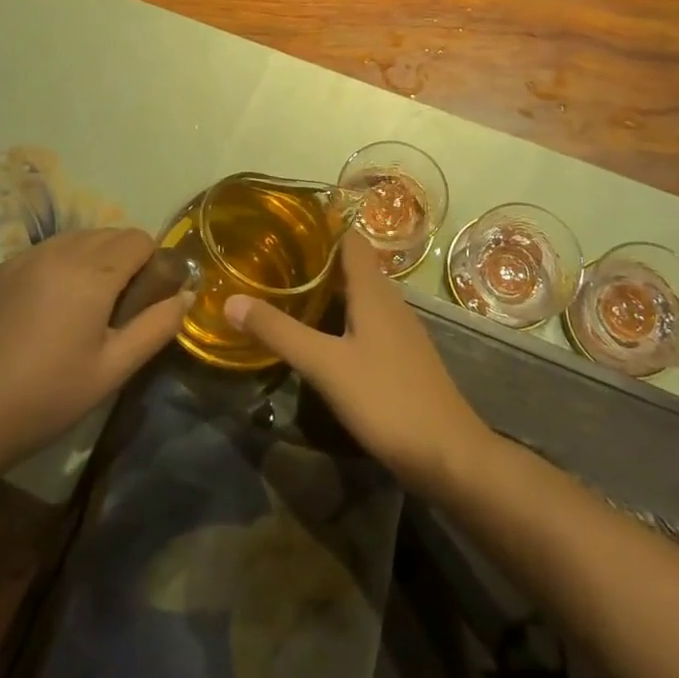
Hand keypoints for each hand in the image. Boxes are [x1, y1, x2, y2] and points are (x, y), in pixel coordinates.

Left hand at [0, 228, 186, 467]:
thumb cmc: (42, 399)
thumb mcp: (112, 370)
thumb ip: (157, 327)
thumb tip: (186, 295)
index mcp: (90, 272)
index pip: (139, 238)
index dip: (152, 263)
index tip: (146, 300)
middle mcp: (56, 253)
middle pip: (108, 234)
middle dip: (123, 260)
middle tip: (115, 310)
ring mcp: (18, 260)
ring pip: (73, 241)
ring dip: (90, 261)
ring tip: (79, 311)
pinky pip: (40, 255)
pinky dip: (55, 269)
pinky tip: (40, 316)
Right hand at [224, 233, 492, 494]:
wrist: (447, 454)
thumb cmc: (386, 398)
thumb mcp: (324, 364)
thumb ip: (279, 332)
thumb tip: (231, 300)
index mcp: (374, 290)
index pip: (348, 238)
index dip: (320, 226)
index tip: (282, 223)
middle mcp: (390, 300)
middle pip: (352, 265)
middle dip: (315, 259)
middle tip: (272, 258)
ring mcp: (399, 329)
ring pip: (359, 294)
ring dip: (327, 289)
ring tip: (286, 290)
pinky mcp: (401, 355)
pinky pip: (366, 320)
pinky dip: (340, 316)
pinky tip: (319, 334)